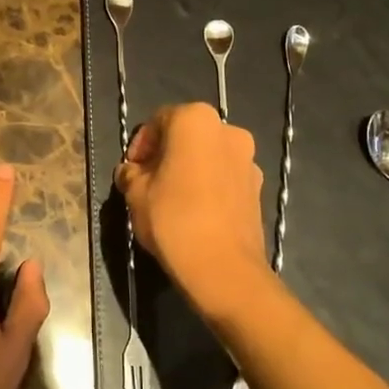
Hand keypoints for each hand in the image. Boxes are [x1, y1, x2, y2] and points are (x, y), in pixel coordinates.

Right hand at [115, 103, 271, 314]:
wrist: (223, 268)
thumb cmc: (173, 220)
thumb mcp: (136, 194)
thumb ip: (130, 174)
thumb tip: (130, 172)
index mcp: (196, 120)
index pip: (159, 120)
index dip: (141, 144)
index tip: (131, 170)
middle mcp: (228, 130)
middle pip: (187, 135)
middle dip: (166, 155)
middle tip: (147, 183)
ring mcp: (248, 159)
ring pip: (208, 156)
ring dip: (188, 169)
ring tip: (170, 200)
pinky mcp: (258, 188)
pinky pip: (224, 177)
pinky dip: (208, 185)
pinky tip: (194, 212)